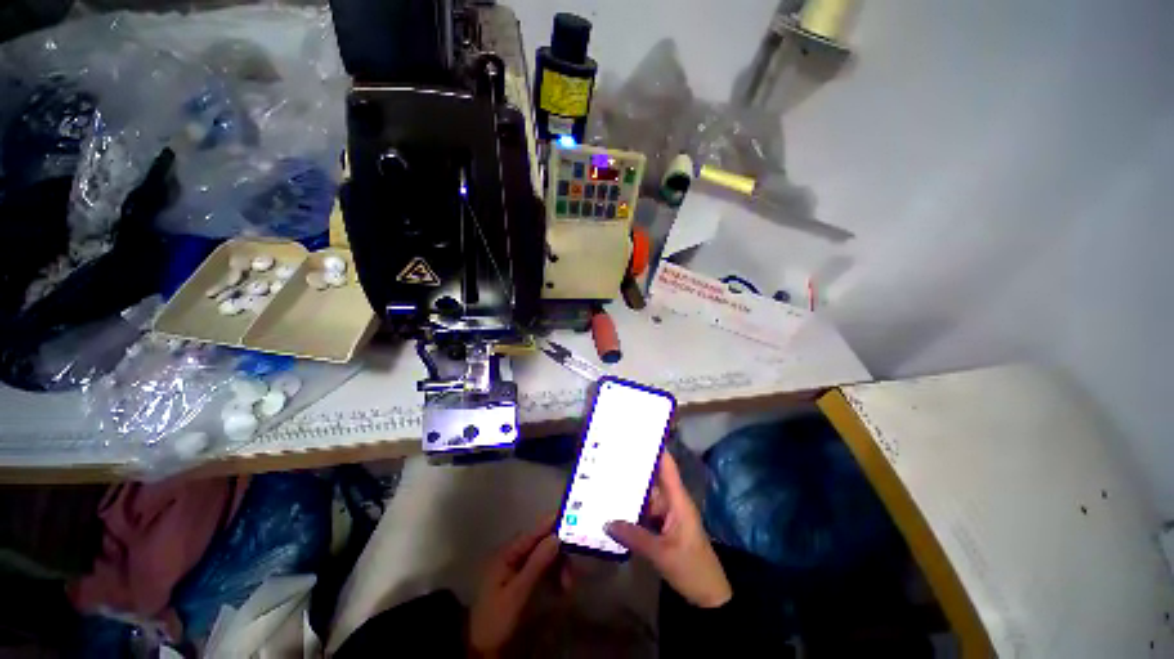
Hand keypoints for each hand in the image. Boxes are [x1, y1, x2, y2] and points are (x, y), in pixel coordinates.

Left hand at [468, 515, 566, 656]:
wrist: (483, 649)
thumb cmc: (497, 619)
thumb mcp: (517, 593)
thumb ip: (537, 564)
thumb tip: (556, 536)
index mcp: (506, 554)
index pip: (532, 533)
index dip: (550, 525)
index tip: (570, 519)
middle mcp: (512, 556)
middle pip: (541, 545)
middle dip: (558, 554)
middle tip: (571, 573)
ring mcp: (517, 568)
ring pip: (544, 558)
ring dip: (558, 568)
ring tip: (567, 587)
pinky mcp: (523, 581)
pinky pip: (543, 571)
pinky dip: (553, 577)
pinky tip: (560, 590)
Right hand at [606, 452, 731, 607]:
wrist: (708, 597)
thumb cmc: (691, 568)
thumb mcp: (662, 554)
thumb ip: (634, 536)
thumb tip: (606, 521)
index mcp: (678, 500)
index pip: (666, 466)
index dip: (654, 449)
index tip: (636, 434)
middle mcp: (671, 502)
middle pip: (651, 479)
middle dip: (633, 469)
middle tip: (609, 457)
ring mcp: (666, 515)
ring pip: (645, 496)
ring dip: (629, 490)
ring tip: (605, 478)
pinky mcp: (661, 527)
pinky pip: (644, 512)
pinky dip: (631, 509)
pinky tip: (613, 506)